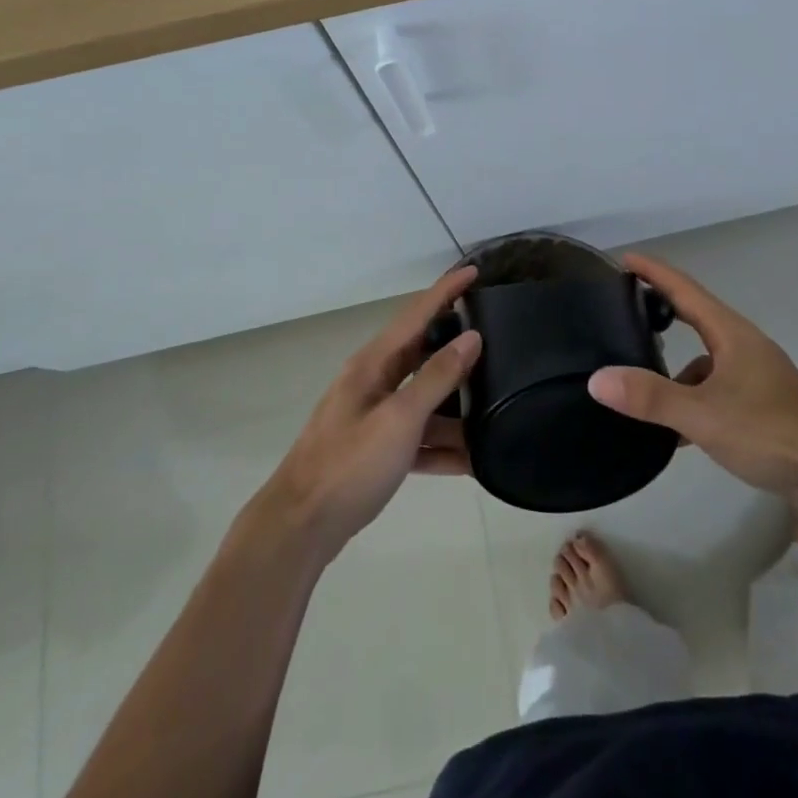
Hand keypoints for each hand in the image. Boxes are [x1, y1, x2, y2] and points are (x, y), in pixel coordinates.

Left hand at [258, 266, 481, 557]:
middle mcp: (373, 382)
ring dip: (455, 406)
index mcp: (374, 364)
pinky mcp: (376, 450)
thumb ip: (437, 377)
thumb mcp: (399, 418)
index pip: (417, 314)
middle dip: (457, 347)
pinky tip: (472, 460)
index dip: (446, 290)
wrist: (300, 527)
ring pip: (424, 400)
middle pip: (422, 354)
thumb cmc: (349, 465)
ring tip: (495, 405)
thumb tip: (471, 337)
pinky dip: (441, 445)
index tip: (474, 270)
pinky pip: (417, 437)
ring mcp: (373, 416)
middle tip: (497, 338)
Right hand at [589, 254, 797, 501]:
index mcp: (731, 334)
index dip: (654, 272)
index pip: (685, 290)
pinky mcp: (761, 402)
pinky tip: (677, 429)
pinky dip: (692, 396)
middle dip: (661, 309)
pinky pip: (715, 387)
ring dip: (676, 366)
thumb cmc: (770, 432)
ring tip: (642, 383)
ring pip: (705, 359)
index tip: (624, 258)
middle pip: (695, 317)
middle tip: (624, 306)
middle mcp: (743, 345)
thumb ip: (651, 397)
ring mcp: (755, 374)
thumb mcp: (703, 415)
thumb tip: (596, 379)